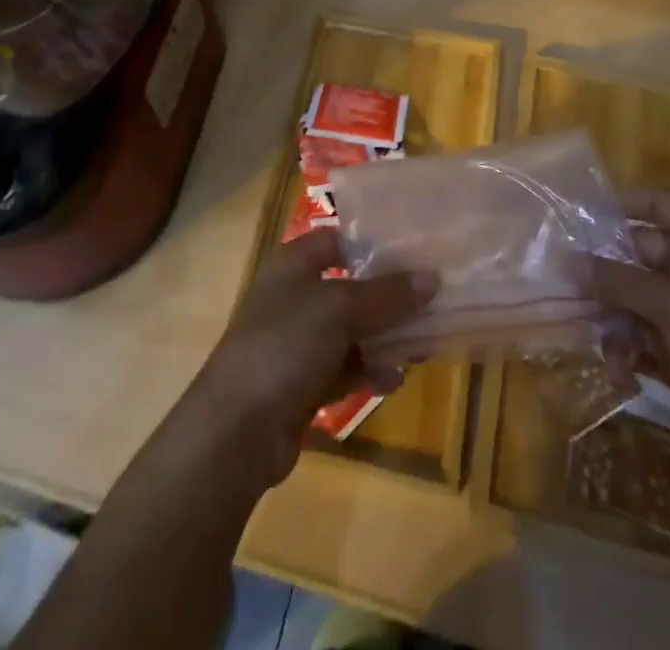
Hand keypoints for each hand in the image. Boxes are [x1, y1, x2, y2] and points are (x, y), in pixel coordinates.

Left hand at [184, 230, 435, 491]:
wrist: (237, 429)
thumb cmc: (285, 345)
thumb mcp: (340, 309)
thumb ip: (387, 294)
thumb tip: (432, 278)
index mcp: (293, 264)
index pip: (337, 239)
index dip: (372, 242)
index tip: (415, 250)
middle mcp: (294, 296)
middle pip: (349, 286)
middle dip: (388, 295)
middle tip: (432, 298)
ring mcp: (297, 342)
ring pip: (350, 330)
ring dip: (384, 336)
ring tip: (424, 341)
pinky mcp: (303, 383)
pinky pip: (345, 368)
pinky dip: (369, 370)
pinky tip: (397, 378)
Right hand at [582, 187, 669, 450]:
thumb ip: (618, 280)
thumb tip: (568, 260)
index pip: (659, 204)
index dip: (622, 202)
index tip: (580, 213)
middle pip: (637, 253)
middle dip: (603, 274)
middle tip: (564, 285)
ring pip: (635, 298)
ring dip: (613, 320)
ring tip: (596, 343)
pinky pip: (645, 333)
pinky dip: (630, 349)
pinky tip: (620, 373)